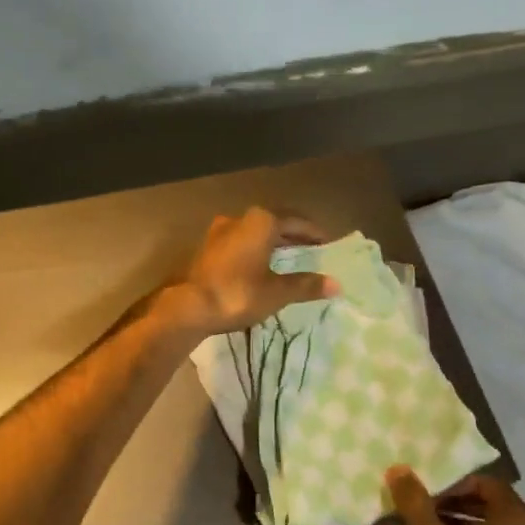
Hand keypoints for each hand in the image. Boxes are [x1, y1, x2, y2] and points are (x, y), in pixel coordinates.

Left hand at [167, 208, 338, 337]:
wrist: (189, 305)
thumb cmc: (238, 293)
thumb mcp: (277, 292)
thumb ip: (305, 285)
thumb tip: (336, 284)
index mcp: (261, 221)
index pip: (296, 220)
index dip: (313, 232)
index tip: (326, 243)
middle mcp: (239, 218)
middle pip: (273, 222)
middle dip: (292, 236)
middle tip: (310, 249)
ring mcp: (219, 231)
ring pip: (253, 232)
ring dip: (271, 242)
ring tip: (286, 257)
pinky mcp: (207, 248)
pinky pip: (239, 242)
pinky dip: (254, 250)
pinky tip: (259, 265)